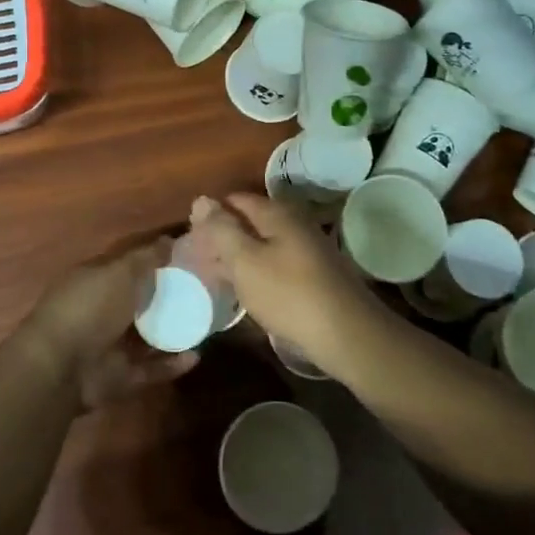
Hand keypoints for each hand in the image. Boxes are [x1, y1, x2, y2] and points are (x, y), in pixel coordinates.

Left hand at [18, 238, 199, 410]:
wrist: (61, 367)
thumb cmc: (89, 307)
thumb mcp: (120, 272)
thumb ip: (146, 258)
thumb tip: (170, 240)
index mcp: (96, 281)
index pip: (129, 266)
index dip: (155, 260)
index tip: (188, 258)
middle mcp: (102, 312)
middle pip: (140, 302)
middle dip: (169, 298)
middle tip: (205, 292)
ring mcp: (110, 346)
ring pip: (148, 337)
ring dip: (174, 332)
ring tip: (206, 324)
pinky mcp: (120, 377)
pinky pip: (151, 369)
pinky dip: (172, 364)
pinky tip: (197, 355)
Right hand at [187, 194, 375, 358]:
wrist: (346, 334)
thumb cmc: (289, 294)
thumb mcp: (246, 261)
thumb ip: (221, 230)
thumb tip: (201, 200)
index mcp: (277, 213)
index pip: (235, 201)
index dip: (210, 215)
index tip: (188, 238)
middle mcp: (294, 224)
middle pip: (250, 222)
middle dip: (223, 237)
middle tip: (195, 260)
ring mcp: (306, 250)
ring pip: (262, 245)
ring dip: (238, 257)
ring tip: (213, 276)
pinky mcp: (312, 275)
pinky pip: (275, 265)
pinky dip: (255, 273)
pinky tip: (243, 291)